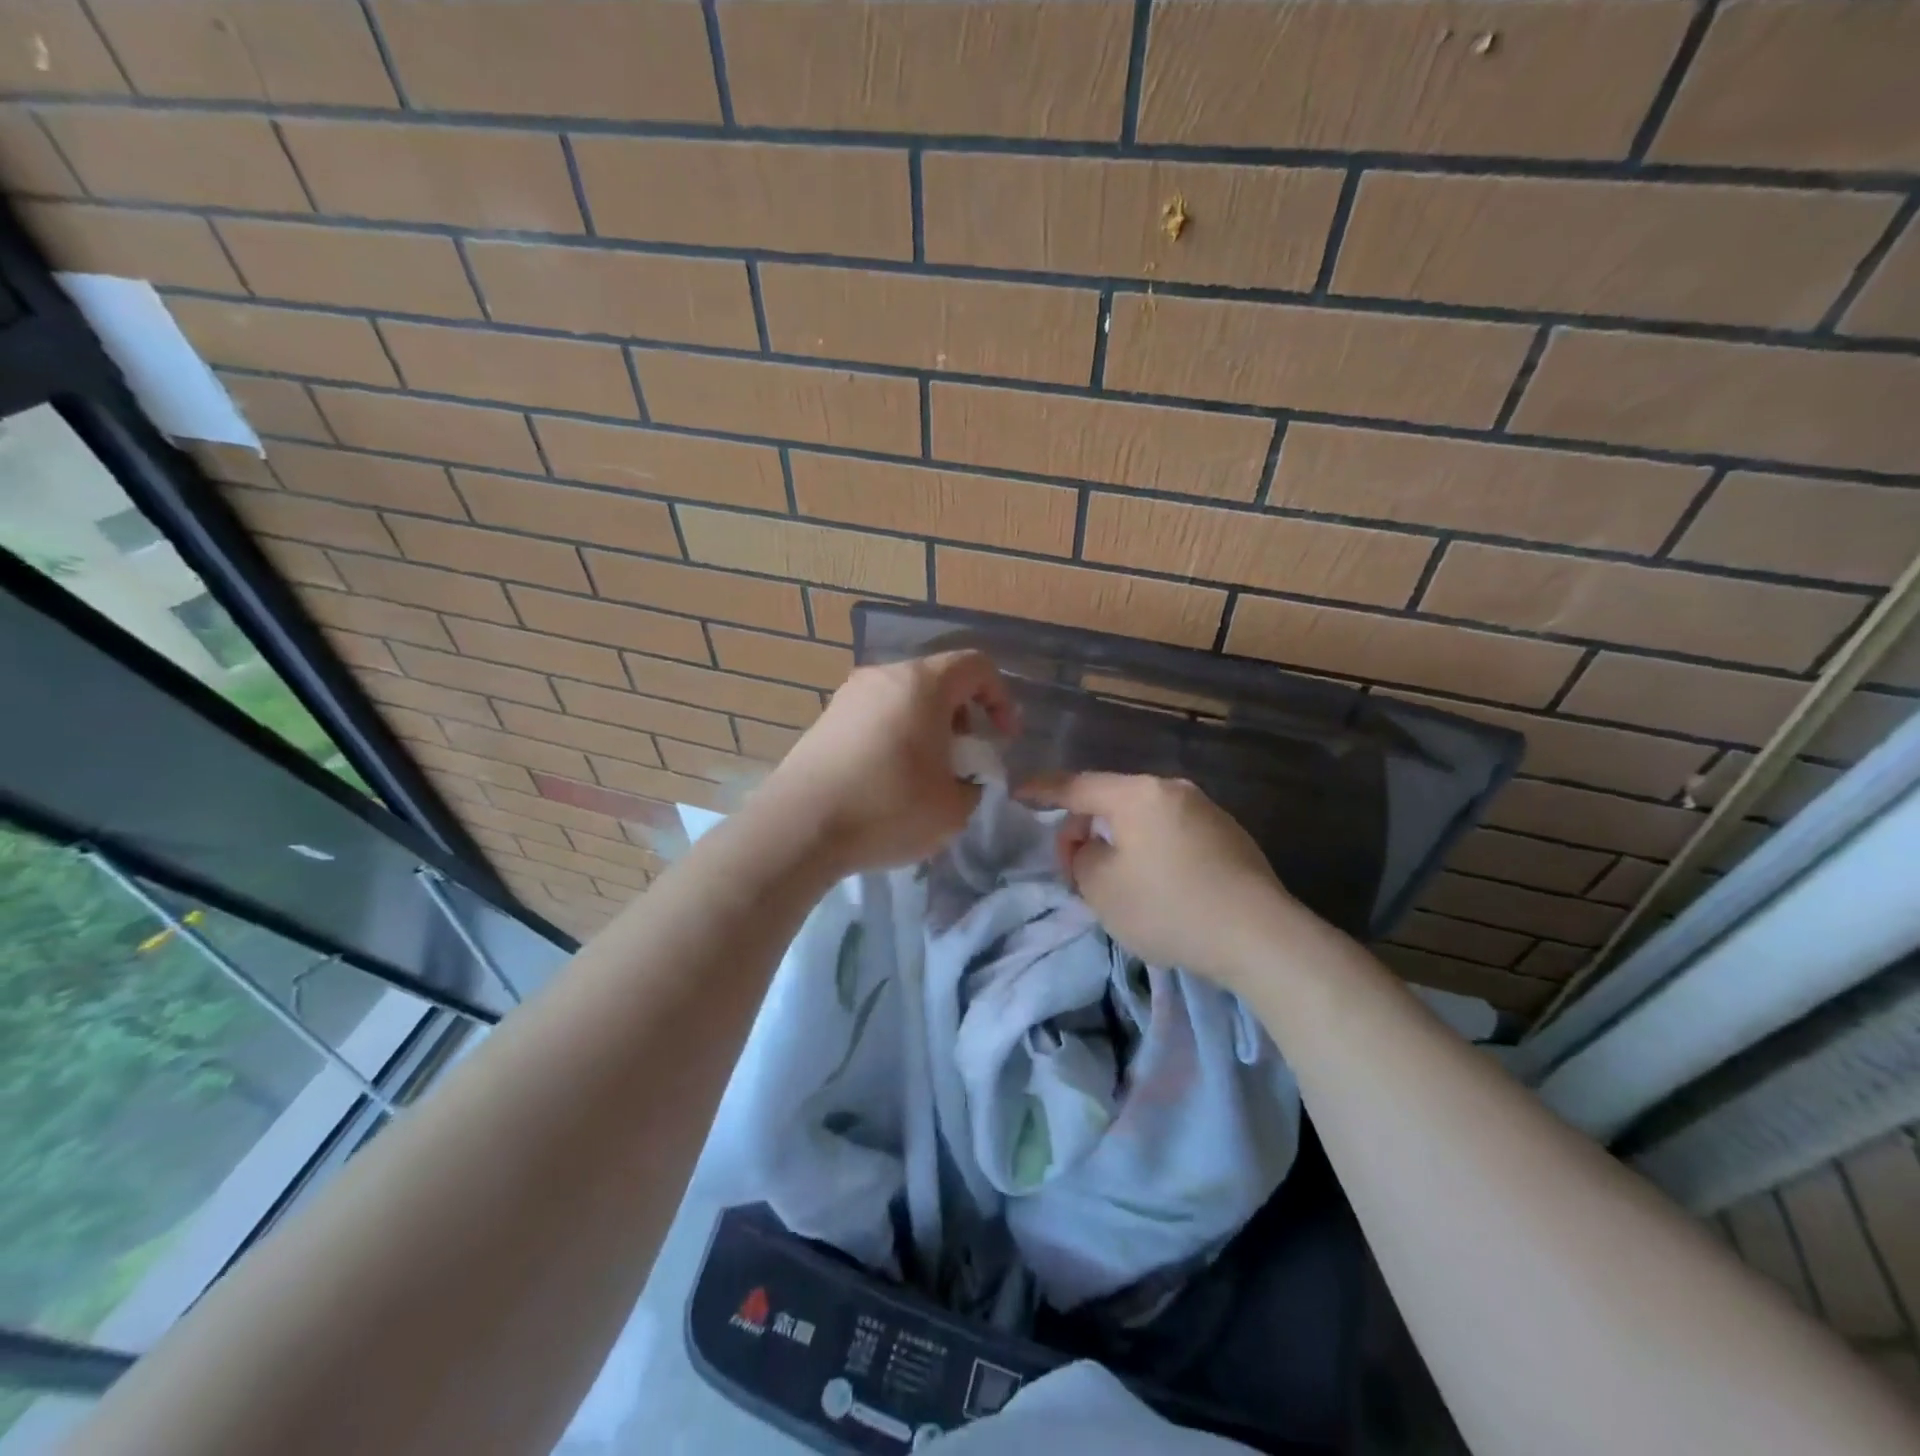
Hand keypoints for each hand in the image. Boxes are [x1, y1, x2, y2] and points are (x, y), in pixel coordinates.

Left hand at [757, 649, 1016, 875]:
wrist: (798, 828)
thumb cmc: (887, 809)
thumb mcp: (953, 809)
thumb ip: (973, 785)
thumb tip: (962, 779)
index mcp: (922, 684)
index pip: (976, 666)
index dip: (1001, 698)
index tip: (1002, 738)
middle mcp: (884, 676)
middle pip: (938, 680)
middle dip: (963, 714)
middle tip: (965, 757)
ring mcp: (849, 695)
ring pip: (905, 697)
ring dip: (928, 726)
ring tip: (928, 772)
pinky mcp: (826, 719)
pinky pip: (876, 714)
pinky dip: (896, 734)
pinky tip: (890, 778)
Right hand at [1021, 773, 1298, 990]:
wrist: (1260, 936)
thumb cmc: (1168, 907)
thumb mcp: (1102, 888)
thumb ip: (1081, 857)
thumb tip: (1092, 847)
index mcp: (1137, 794)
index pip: (1076, 785)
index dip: (1042, 790)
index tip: (1017, 793)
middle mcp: (1173, 790)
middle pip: (1112, 800)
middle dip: (1084, 829)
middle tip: (1072, 869)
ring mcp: (1207, 811)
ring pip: (1143, 819)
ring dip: (1119, 841)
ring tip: (1113, 881)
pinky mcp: (1229, 837)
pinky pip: (1172, 834)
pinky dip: (1151, 851)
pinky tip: (1156, 886)